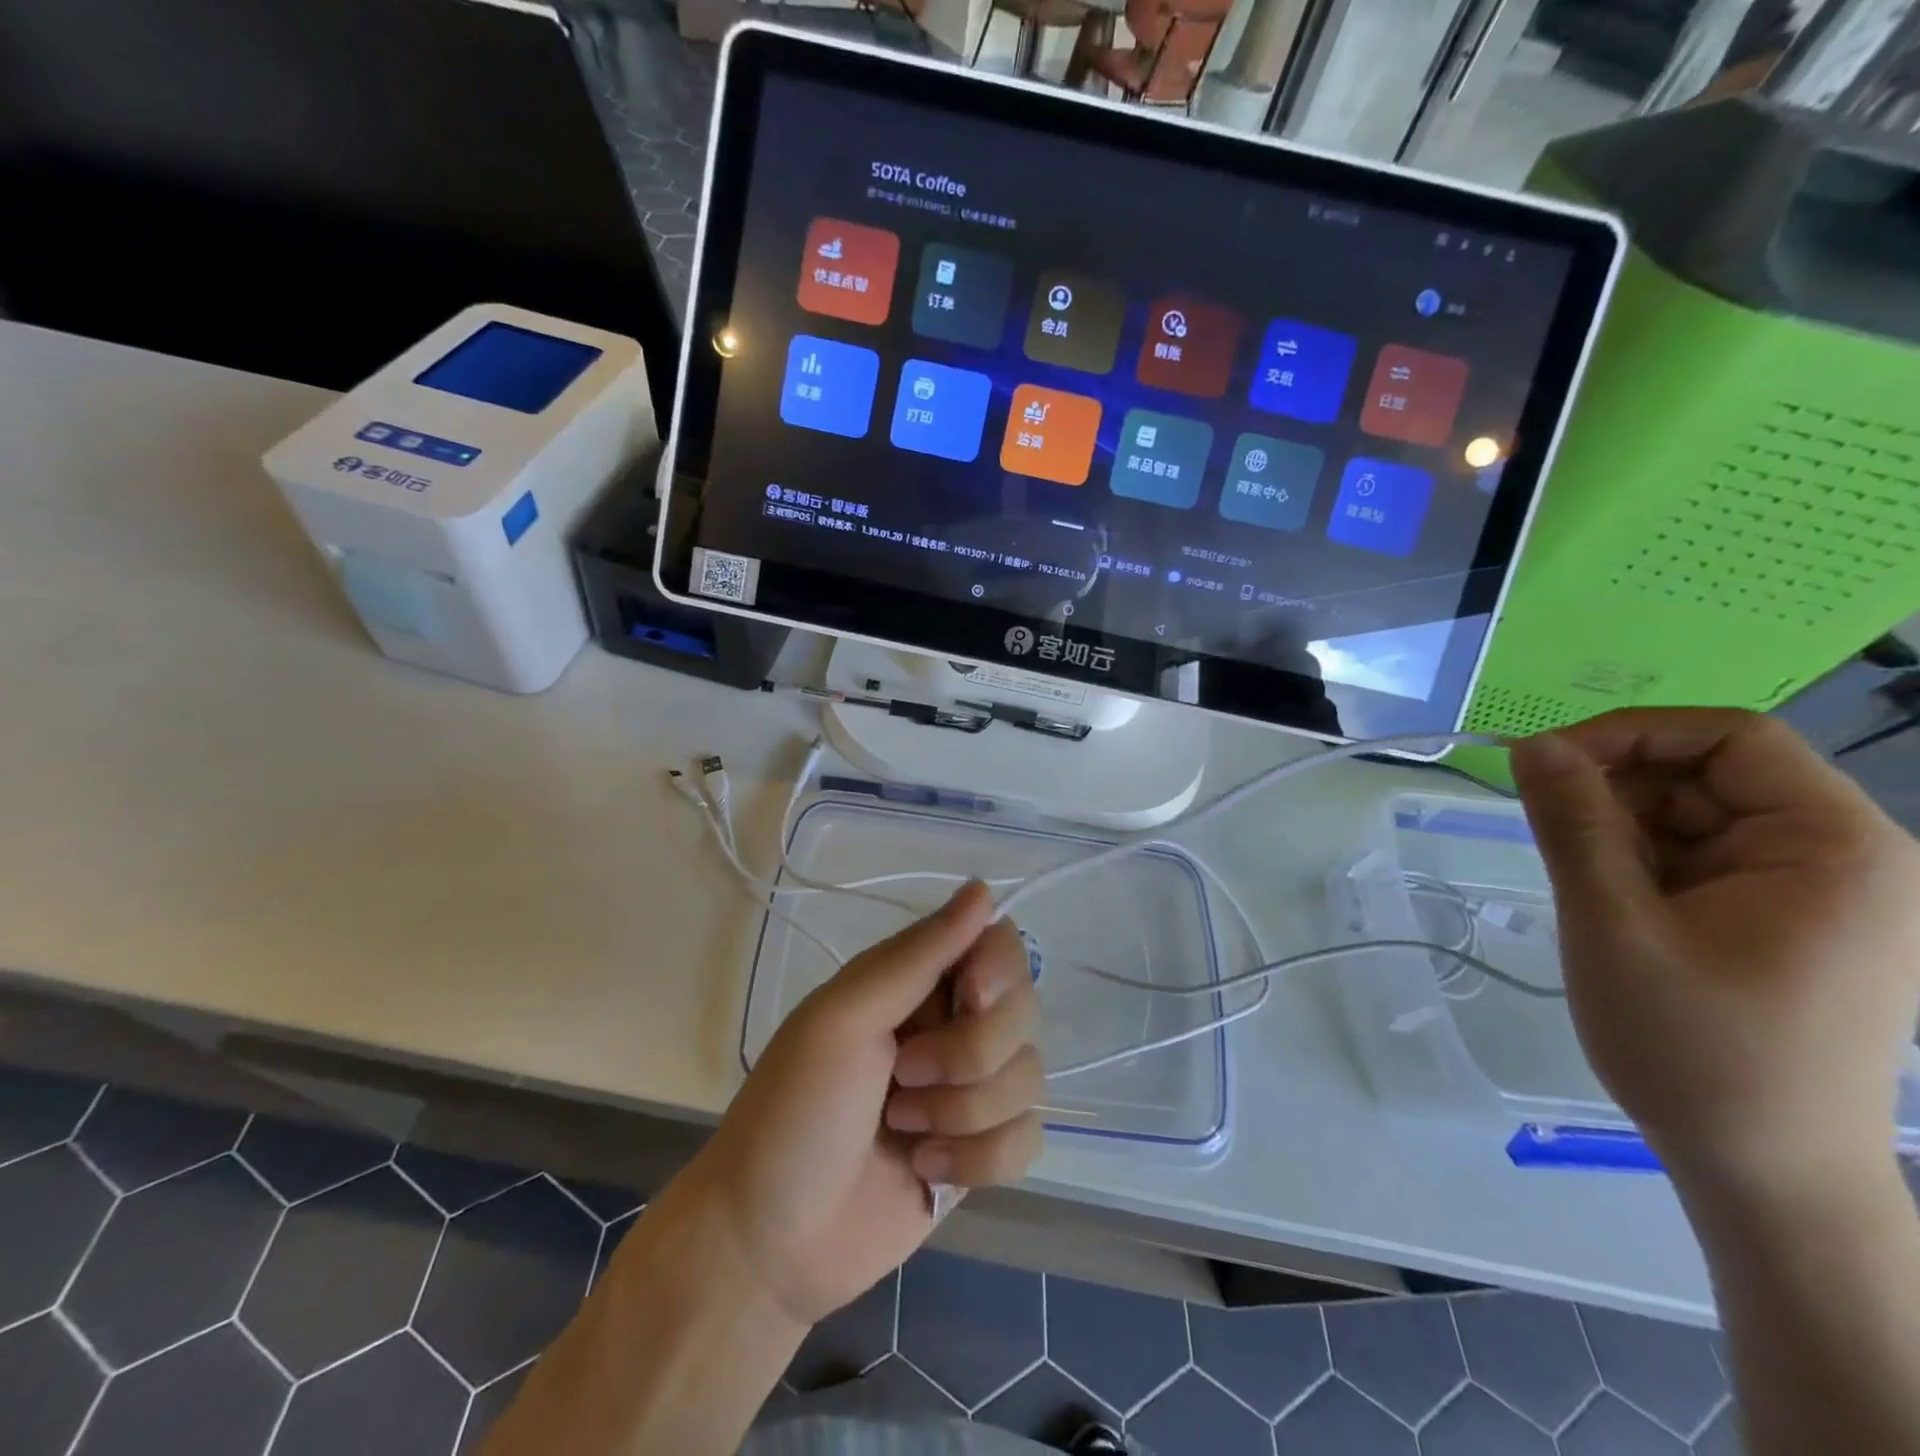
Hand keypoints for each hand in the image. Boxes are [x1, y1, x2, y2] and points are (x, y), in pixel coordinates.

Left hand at [677, 881, 1043, 1327]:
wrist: (770, 1242)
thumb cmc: (796, 1110)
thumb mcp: (845, 1017)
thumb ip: (918, 954)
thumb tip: (984, 888)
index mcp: (915, 982)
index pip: (998, 945)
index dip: (997, 972)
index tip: (969, 998)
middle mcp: (950, 1026)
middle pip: (1024, 1010)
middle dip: (971, 1054)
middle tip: (904, 1077)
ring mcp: (969, 1092)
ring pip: (1029, 1076)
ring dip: (965, 1112)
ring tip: (903, 1132)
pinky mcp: (982, 1153)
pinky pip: (1027, 1138)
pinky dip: (980, 1160)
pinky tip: (926, 1173)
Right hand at [1510, 709, 1919, 1194]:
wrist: (1763, 1172)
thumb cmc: (1694, 1048)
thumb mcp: (1613, 925)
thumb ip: (1573, 825)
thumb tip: (1533, 745)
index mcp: (1835, 848)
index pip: (1733, 739)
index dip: (1630, 734)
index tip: (1541, 764)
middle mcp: (1842, 857)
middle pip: (1709, 775)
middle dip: (1619, 794)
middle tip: (1551, 839)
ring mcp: (1816, 891)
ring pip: (1692, 816)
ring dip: (1622, 835)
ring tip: (1589, 894)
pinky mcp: (1783, 919)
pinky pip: (1696, 857)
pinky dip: (1639, 867)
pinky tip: (1615, 910)